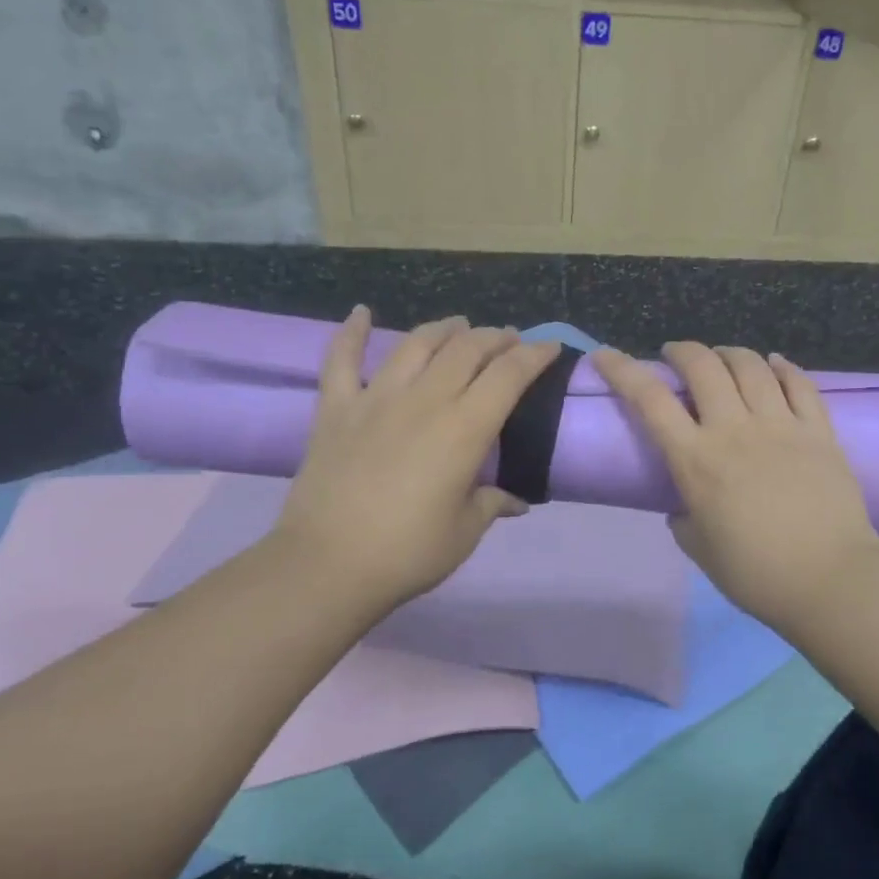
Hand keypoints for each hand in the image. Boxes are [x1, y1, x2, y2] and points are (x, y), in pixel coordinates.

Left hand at [273, 307, 561, 623]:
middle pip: (467, 349)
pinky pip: (341, 360)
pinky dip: (351, 332)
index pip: (509, 375)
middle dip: (495, 337)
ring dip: (444, 329)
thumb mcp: (464, 532)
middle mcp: (425, 400)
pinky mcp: (336, 409)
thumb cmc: (408, 552)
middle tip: (509, 340)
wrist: (327, 565)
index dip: (534, 355)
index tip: (550, 347)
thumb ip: (491, 504)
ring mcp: (376, 399)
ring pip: (416, 344)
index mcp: (464, 429)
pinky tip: (361, 312)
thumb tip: (515, 501)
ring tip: (459, 325)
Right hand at [593, 341, 878, 634]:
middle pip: (703, 366)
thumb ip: (684, 518)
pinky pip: (800, 383)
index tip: (605, 355)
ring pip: (751, 365)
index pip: (649, 400)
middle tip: (674, 355)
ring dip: (729, 352)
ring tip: (722, 357)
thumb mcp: (699, 549)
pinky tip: (774, 363)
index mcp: (696, 460)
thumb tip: (685, 505)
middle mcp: (735, 430)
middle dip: (682, 350)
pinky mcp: (819, 431)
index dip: (622, 370)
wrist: (830, 581)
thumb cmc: (756, 573)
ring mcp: (781, 425)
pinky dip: (783, 366)